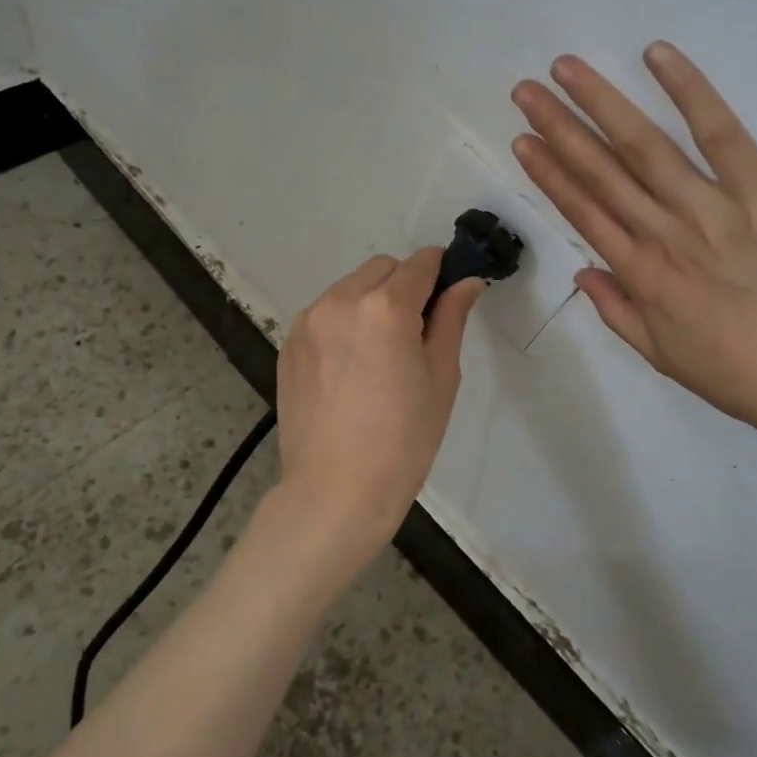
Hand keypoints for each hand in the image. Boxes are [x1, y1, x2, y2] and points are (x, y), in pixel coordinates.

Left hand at [271, 248, 483, 570]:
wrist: (335, 492)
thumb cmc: (403, 440)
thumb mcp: (441, 378)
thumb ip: (452, 319)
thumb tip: (467, 281)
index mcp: (385, 308)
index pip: (420, 263)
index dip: (441, 272)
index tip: (449, 294)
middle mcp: (341, 301)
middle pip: (382, 269)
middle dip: (404, 286)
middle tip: (415, 334)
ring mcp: (308, 321)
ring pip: (350, 288)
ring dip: (371, 302)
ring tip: (379, 355)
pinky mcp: (289, 343)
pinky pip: (325, 313)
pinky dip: (344, 323)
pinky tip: (350, 368)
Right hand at [511, 42, 756, 453]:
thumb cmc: (744, 376)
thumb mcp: (666, 358)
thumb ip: (618, 313)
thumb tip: (583, 272)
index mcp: (641, 275)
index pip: (584, 211)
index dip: (549, 173)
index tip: (522, 140)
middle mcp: (663, 234)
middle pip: (601, 171)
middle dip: (558, 128)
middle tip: (525, 90)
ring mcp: (711, 208)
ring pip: (644, 146)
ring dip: (601, 103)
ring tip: (566, 69)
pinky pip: (720, 133)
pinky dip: (689, 91)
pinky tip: (657, 55)